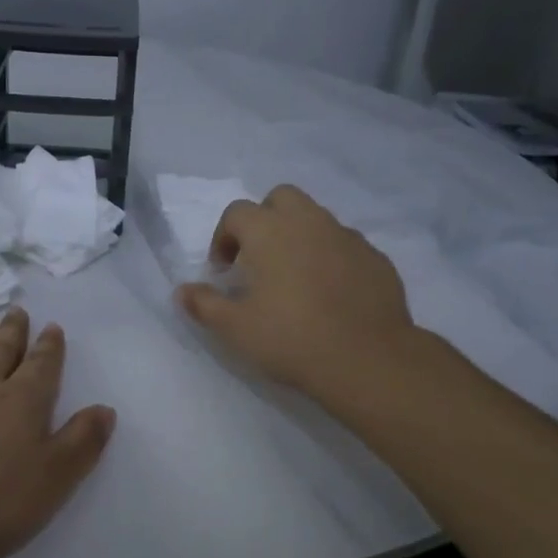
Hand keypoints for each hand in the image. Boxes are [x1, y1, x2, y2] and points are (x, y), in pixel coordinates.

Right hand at [175, 184, 415, 397]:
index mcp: (270, 231)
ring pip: (317, 219)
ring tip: (294, 278)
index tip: (223, 270)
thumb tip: (182, 291)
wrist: (366, 359)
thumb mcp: (235, 328)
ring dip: (299, 237)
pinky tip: (329, 294)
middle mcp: (309, 222)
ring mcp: (347, 237)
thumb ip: (204, 304)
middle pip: (281, 198)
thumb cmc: (290, 338)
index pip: (237, 212)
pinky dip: (331, 258)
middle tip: (258, 258)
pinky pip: (345, 246)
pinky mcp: (375, 258)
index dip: (223, 237)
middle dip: (265, 219)